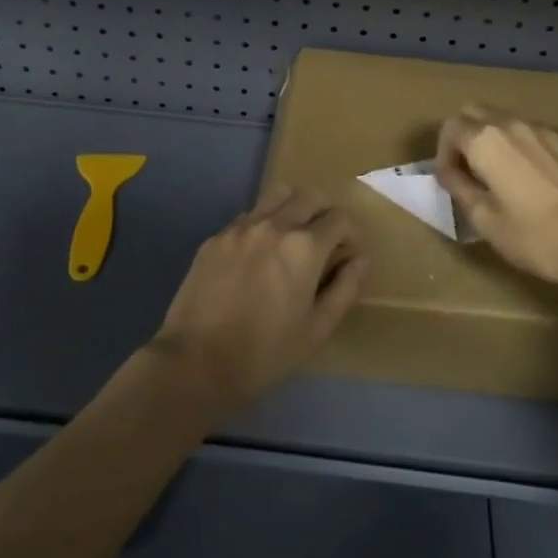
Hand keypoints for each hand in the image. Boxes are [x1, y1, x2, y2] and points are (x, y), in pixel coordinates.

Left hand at [148, 187, 368, 417]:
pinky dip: (262, 224)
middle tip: (324, 242)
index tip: (349, 253)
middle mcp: (274, 225)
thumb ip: (345, 288)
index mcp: (304, 247)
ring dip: (292, 208)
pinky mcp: (215, 238)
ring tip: (292, 238)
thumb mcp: (317, 329)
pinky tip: (257, 254)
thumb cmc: (265, 353)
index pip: (340, 219)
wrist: (196, 362)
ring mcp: (240, 227)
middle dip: (324, 213)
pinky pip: (247, 216)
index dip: (351, 234)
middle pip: (309, 196)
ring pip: (276, 195)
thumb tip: (362, 259)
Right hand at [435, 106, 557, 299]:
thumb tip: (448, 171)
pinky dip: (526, 146)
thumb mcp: (485, 221)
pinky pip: (537, 133)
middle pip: (476, 112)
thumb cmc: (536, 237)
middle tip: (471, 172)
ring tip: (505, 176)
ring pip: (508, 120)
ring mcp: (547, 129)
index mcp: (486, 141)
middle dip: (465, 136)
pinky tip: (539, 178)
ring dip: (496, 140)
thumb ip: (459, 188)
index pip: (450, 127)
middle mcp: (514, 124)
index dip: (443, 153)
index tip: (451, 180)